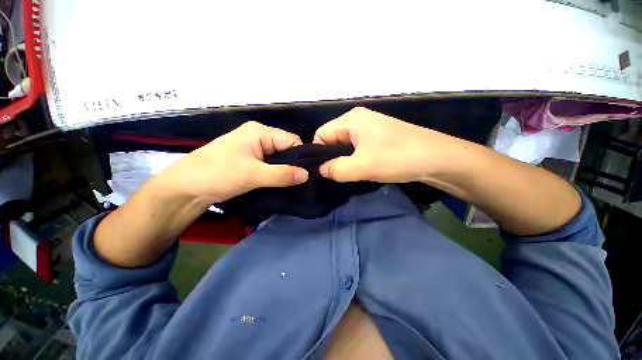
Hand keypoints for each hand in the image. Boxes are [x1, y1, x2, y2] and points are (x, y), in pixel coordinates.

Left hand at [157, 121, 308, 203]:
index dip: (302, 156)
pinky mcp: (249, 160)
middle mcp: (258, 136)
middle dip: (294, 164)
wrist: (185, 189)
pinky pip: (270, 165)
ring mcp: (253, 149)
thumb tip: (307, 175)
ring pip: (278, 158)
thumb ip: (282, 174)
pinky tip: (282, 183)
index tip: (310, 173)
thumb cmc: (218, 175)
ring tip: (294, 183)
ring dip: (285, 170)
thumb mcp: (253, 174)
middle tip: (303, 181)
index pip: (291, 140)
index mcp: (259, 132)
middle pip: (286, 149)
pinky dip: (276, 173)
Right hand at [313, 107, 463, 182]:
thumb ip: (336, 169)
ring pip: (345, 146)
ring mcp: (369, 129)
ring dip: (343, 161)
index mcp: (351, 119)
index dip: (317, 153)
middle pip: (332, 139)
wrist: (438, 158)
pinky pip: (356, 149)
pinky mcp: (378, 139)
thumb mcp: (362, 166)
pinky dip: (354, 160)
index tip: (320, 172)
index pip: (321, 134)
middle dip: (330, 158)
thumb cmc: (397, 157)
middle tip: (333, 176)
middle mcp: (358, 120)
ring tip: (345, 175)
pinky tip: (358, 170)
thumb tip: (321, 170)